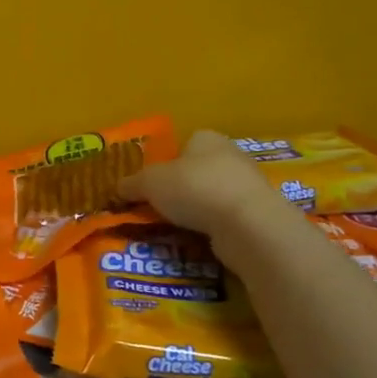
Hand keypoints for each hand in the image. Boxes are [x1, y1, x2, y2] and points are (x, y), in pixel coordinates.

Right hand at [119, 130, 276, 237]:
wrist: (248, 224)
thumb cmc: (194, 188)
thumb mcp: (149, 183)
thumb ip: (131, 184)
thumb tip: (116, 188)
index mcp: (205, 138)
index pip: (182, 145)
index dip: (165, 164)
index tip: (152, 185)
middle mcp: (230, 155)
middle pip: (198, 170)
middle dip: (181, 188)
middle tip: (160, 208)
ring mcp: (249, 185)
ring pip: (213, 195)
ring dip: (198, 210)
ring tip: (177, 228)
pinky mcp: (259, 214)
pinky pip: (228, 218)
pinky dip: (214, 227)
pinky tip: (201, 239)